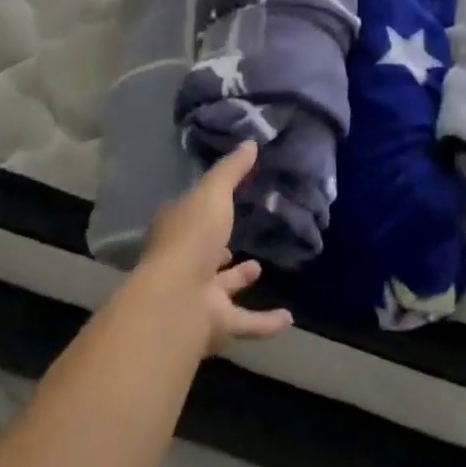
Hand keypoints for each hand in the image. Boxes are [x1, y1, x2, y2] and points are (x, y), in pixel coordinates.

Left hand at [136, 142, 292, 351]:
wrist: (178, 298)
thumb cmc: (192, 236)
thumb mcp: (214, 191)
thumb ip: (233, 170)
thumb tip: (250, 142)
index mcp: (176, 229)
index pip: (187, 214)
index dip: (203, 208)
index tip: (223, 200)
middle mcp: (183, 262)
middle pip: (202, 253)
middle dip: (219, 247)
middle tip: (237, 239)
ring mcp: (197, 295)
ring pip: (221, 287)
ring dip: (238, 280)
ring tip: (259, 268)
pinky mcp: (215, 324)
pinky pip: (245, 322)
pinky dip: (265, 322)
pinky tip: (289, 319)